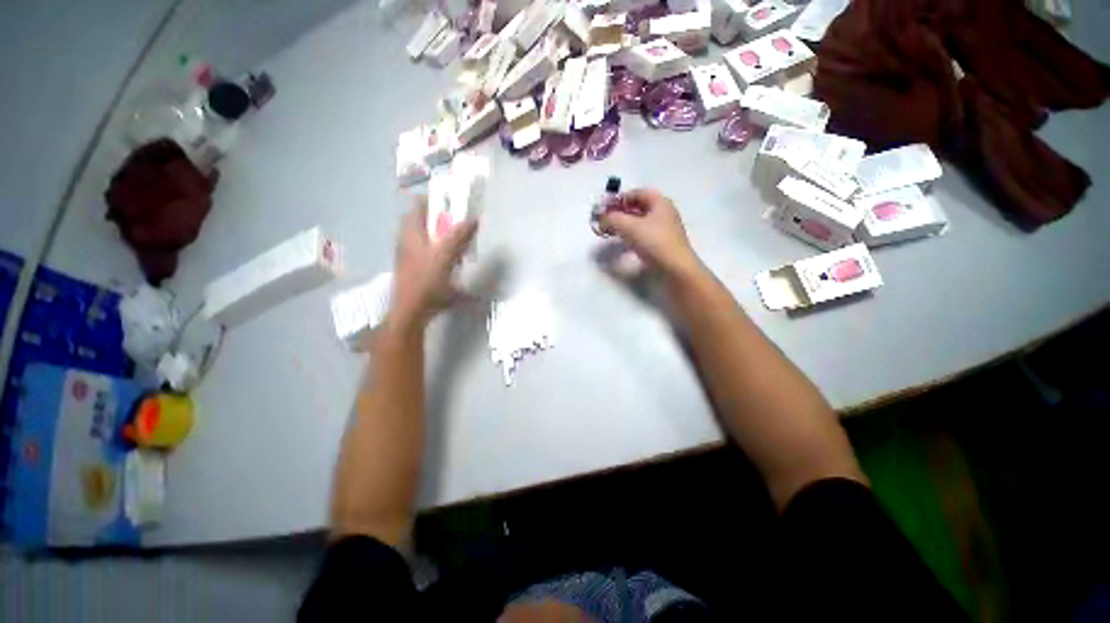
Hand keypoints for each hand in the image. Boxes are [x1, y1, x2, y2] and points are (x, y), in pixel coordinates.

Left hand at [390, 198, 477, 326]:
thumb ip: (459, 236)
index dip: (436, 201)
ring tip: (461, 245)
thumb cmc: (427, 280)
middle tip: (462, 226)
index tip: (455, 204)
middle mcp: (408, 240)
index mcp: (411, 232)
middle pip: (425, 222)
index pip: (419, 205)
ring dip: (444, 238)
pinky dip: (442, 253)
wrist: (413, 310)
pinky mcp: (416, 269)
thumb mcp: (445, 256)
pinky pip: (430, 254)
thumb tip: (473, 218)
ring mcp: (410, 256)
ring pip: (428, 238)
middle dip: (444, 221)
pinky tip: (454, 263)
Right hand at [598, 188, 700, 277]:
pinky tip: (623, 244)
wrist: (675, 268)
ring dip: (625, 225)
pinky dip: (631, 236)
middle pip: (639, 207)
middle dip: (621, 212)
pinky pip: (643, 235)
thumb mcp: (630, 227)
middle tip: (606, 220)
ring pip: (640, 223)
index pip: (638, 193)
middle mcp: (663, 213)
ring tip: (612, 232)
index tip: (606, 207)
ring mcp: (663, 230)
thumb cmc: (654, 242)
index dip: (621, 198)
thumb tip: (602, 219)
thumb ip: (613, 219)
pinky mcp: (661, 245)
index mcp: (660, 203)